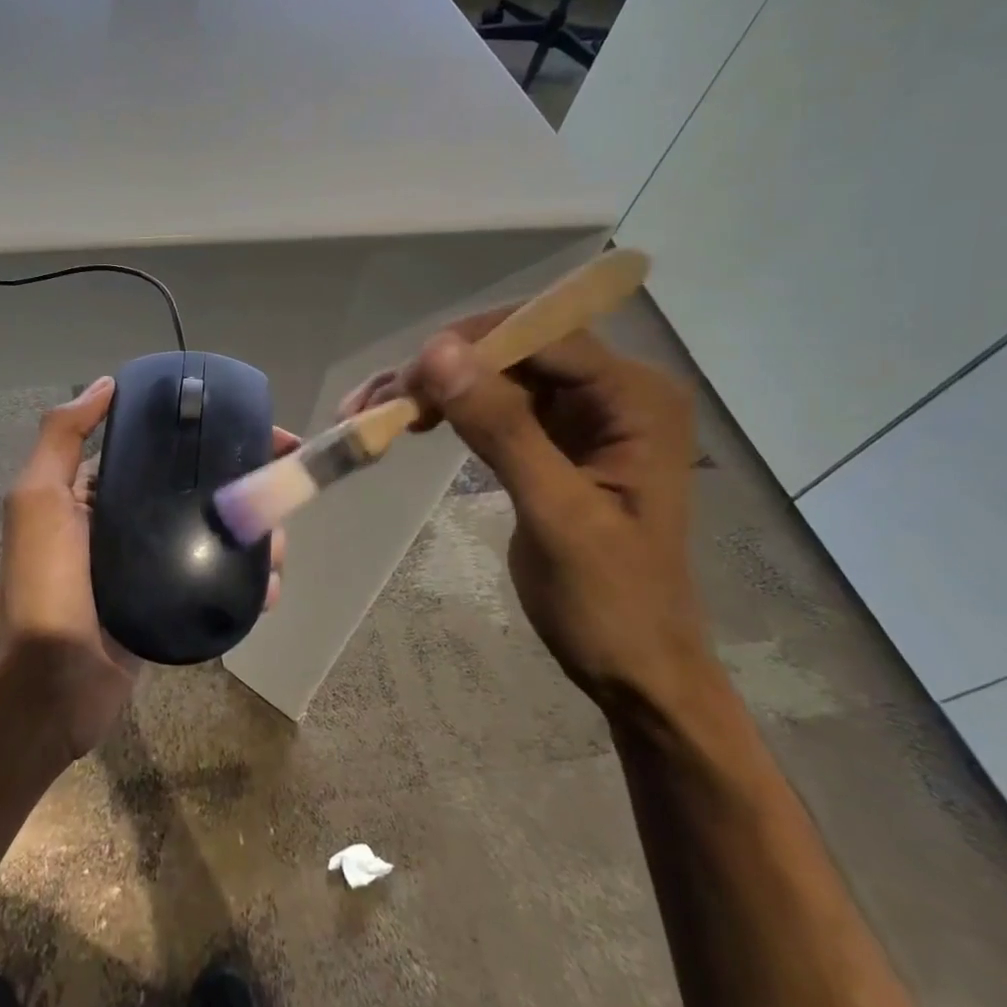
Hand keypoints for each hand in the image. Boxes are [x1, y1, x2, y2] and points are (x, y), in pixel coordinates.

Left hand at [0, 376, 292, 759]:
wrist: (45, 688)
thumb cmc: (43, 585)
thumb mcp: (38, 499)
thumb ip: (62, 438)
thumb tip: (106, 384)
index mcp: (100, 495)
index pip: (165, 453)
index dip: (212, 438)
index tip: (262, 435)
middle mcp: (130, 526)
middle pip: (200, 494)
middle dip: (245, 490)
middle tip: (282, 495)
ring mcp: (155, 571)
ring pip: (218, 540)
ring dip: (256, 538)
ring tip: (277, 549)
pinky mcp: (174, 611)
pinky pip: (218, 587)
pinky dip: (248, 585)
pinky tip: (268, 590)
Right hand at [341, 314, 714, 719]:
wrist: (636, 669)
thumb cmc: (610, 600)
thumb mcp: (556, 513)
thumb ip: (502, 428)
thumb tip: (436, 352)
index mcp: (636, 399)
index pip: (546, 336)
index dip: (473, 344)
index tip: (407, 377)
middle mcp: (613, 392)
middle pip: (514, 350)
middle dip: (443, 367)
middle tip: (376, 400)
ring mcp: (582, 415)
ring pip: (495, 375)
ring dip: (435, 387)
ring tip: (370, 409)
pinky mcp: (553, 439)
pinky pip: (493, 406)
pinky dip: (447, 411)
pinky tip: (407, 422)